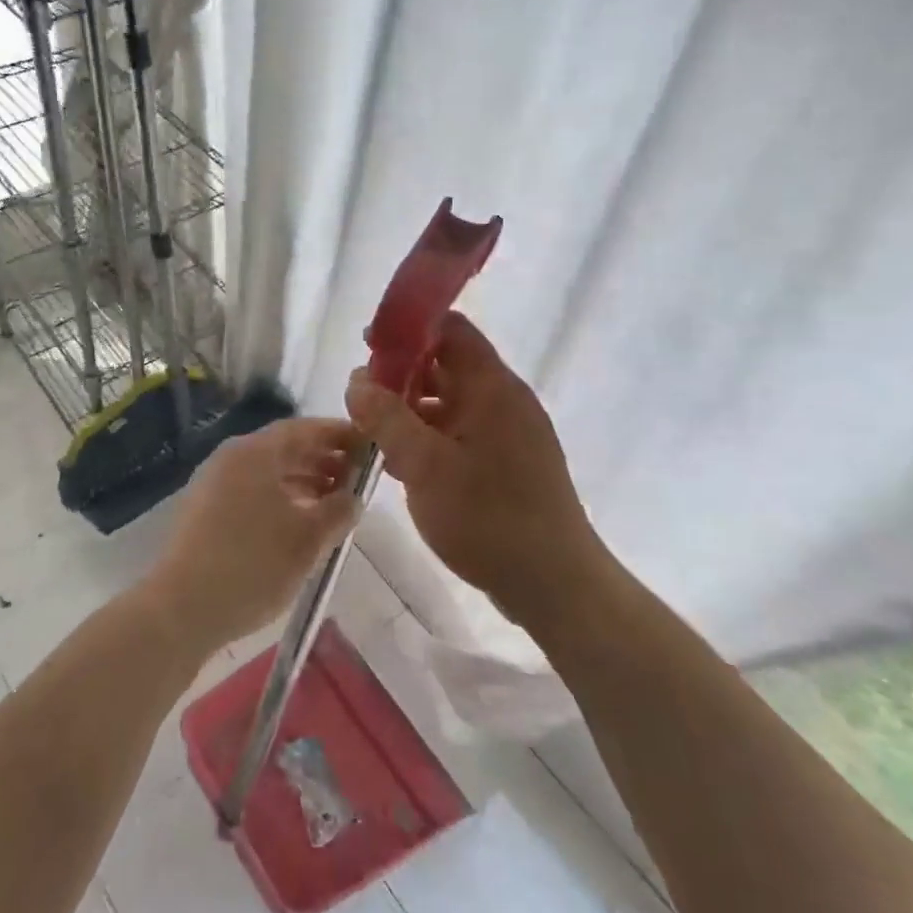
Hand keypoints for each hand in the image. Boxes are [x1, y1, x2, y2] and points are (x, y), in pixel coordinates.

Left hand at [143, 417, 361, 656]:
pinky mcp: (204, 510)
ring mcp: (213, 483)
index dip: (339, 435)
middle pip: (285, 448)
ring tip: (334, 503)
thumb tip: (353, 497)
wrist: (181, 609)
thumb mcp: (309, 539)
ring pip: (267, 471)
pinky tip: (298, 523)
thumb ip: (339, 510)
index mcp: (255, 452)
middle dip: (323, 460)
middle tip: (357, 478)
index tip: (369, 447)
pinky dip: (280, 498)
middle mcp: (231, 458)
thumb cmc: (253, 565)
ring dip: (303, 481)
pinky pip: (251, 490)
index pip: (304, 429)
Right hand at [345, 313, 602, 627]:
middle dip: (402, 373)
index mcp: (492, 387)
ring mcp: (509, 433)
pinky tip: (404, 461)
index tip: (369, 345)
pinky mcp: (507, 462)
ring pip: (452, 401)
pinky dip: (431, 436)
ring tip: (374, 430)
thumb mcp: (425, 466)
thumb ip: (387, 418)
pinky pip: (462, 432)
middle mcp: (504, 400)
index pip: (451, 329)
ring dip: (413, 408)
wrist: (554, 584)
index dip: (409, 329)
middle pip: (448, 364)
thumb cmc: (488, 518)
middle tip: (362, 395)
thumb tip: (357, 380)